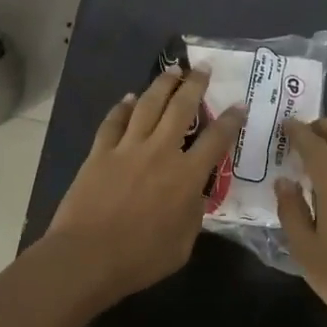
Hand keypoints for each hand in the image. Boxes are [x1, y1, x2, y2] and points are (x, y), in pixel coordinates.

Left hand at [46, 66, 242, 303]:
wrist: (87, 257)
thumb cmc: (140, 259)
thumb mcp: (183, 245)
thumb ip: (193, 215)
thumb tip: (195, 196)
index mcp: (187, 177)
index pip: (216, 140)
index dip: (230, 120)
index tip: (239, 104)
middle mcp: (160, 153)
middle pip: (181, 109)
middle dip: (195, 85)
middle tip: (202, 68)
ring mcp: (127, 149)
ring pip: (148, 106)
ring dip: (162, 85)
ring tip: (172, 71)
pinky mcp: (100, 153)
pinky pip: (114, 122)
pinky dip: (123, 108)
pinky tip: (129, 99)